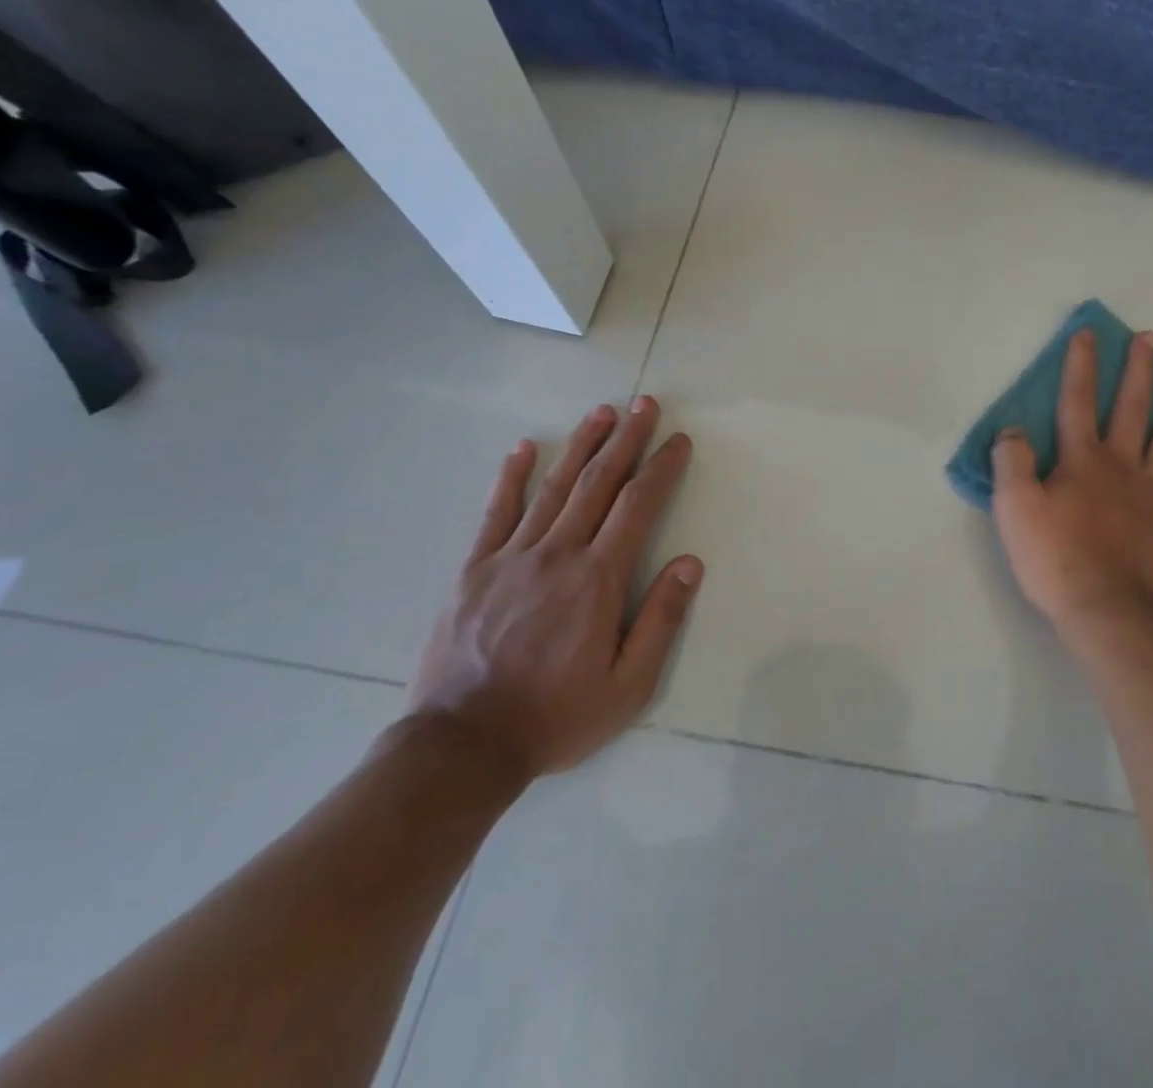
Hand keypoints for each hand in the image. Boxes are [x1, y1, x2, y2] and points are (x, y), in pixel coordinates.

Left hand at [408, 397, 701, 776]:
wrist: (461, 747)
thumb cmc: (556, 716)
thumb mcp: (627, 685)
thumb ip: (662, 620)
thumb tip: (690, 563)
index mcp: (598, 579)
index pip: (637, 506)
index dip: (661, 468)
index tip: (678, 440)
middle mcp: (557, 554)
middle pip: (599, 483)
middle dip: (626, 440)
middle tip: (645, 404)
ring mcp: (511, 557)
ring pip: (553, 488)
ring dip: (581, 445)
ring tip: (602, 412)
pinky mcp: (474, 570)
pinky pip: (496, 513)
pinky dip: (512, 477)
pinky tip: (525, 448)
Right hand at [992, 329, 1152, 636]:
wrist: (1111, 611)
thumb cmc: (1057, 560)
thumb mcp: (1014, 509)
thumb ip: (1011, 463)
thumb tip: (1013, 429)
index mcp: (1082, 459)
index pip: (1077, 400)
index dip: (1080, 365)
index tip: (1088, 333)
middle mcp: (1123, 463)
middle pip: (1131, 406)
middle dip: (1138, 369)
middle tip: (1151, 338)